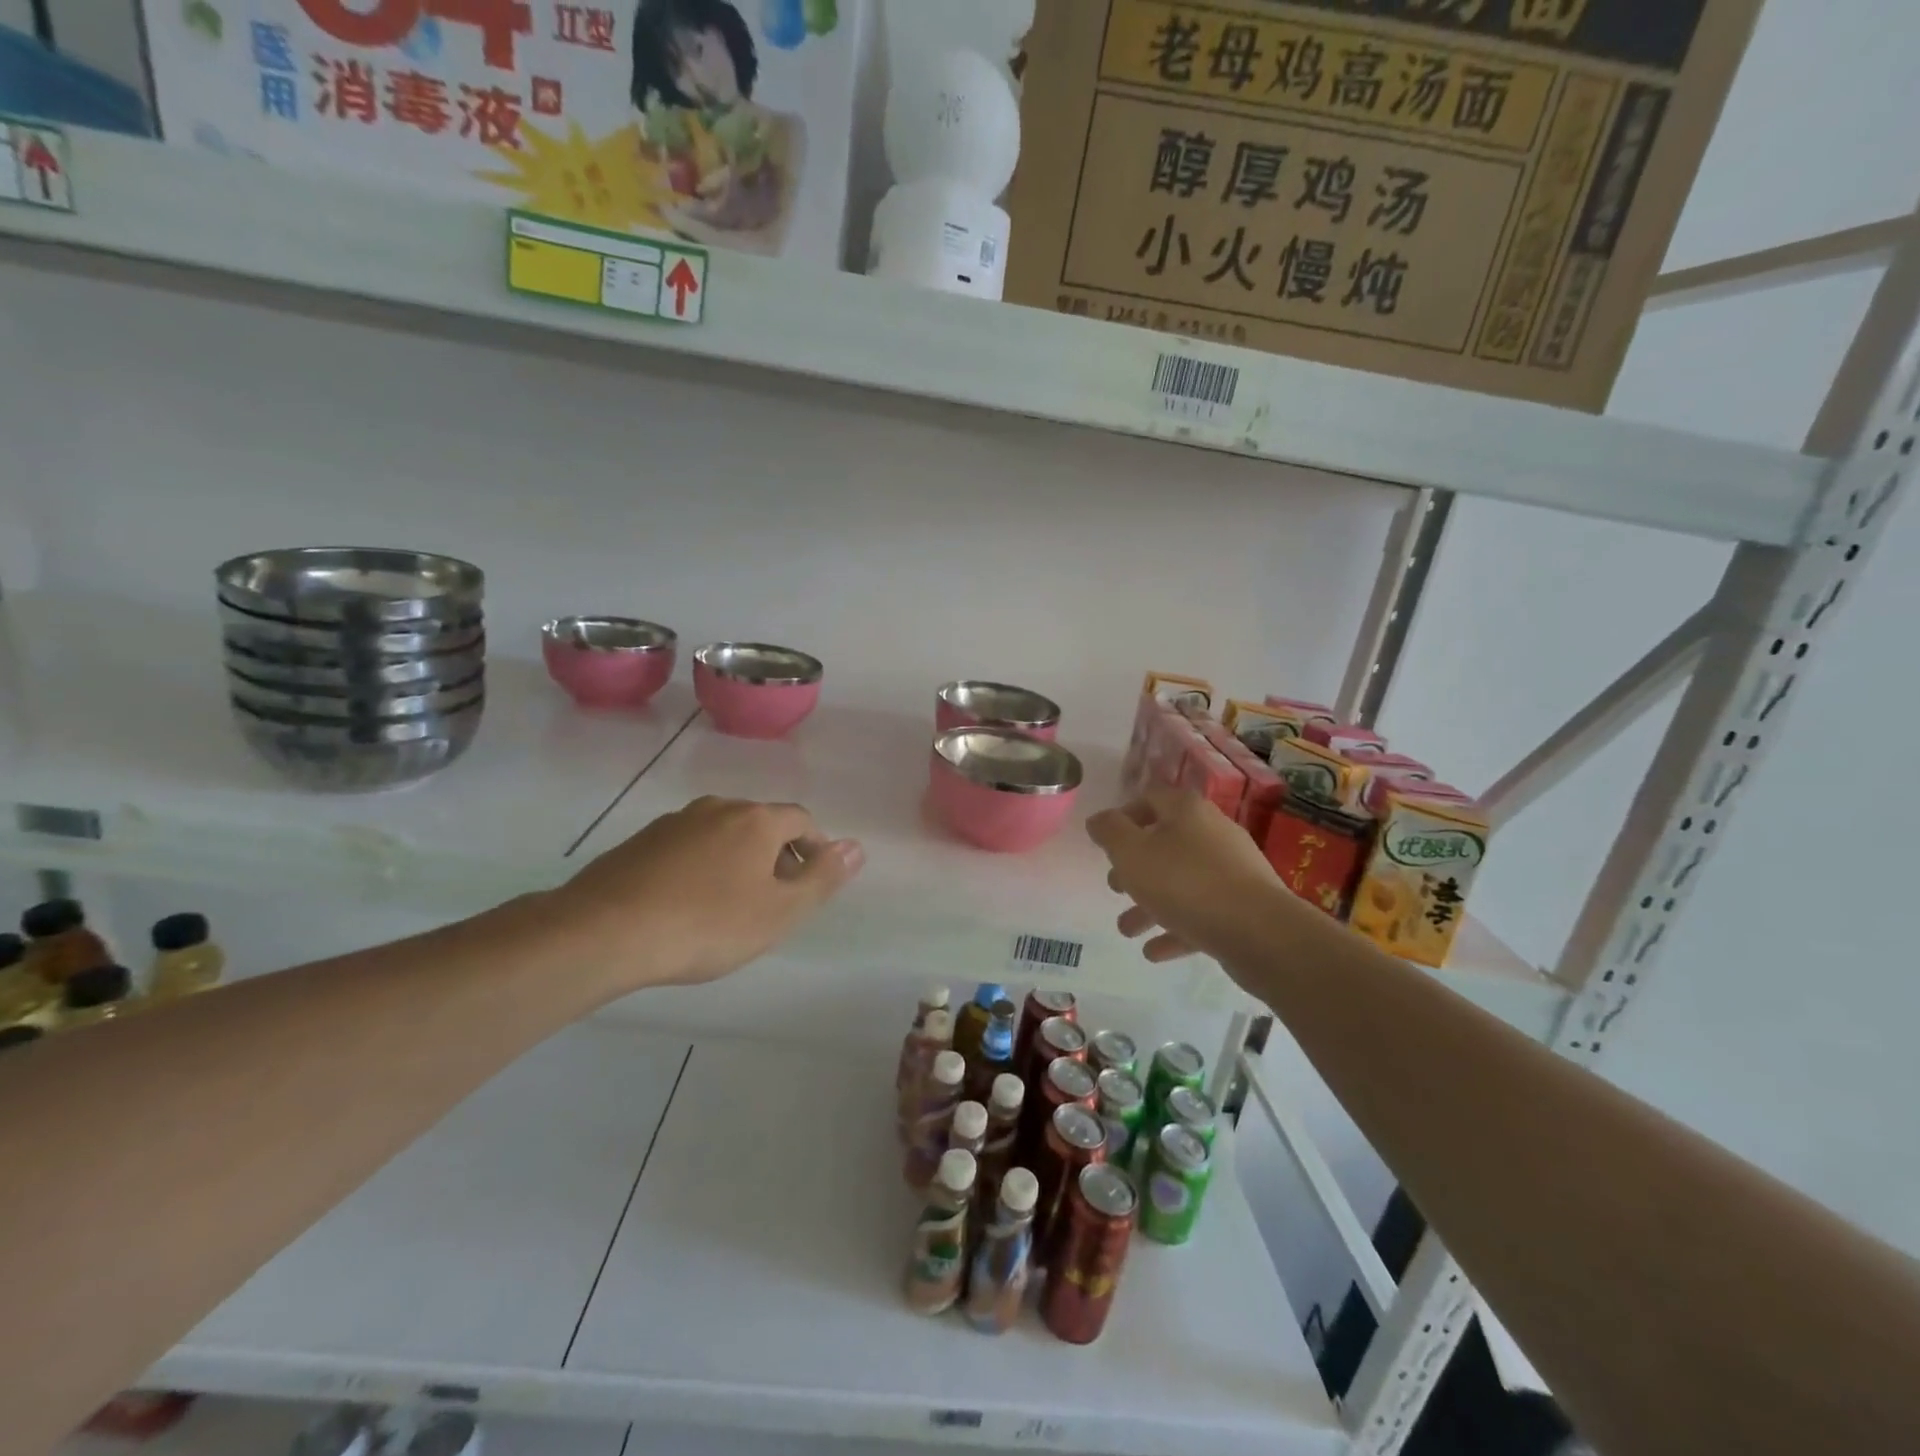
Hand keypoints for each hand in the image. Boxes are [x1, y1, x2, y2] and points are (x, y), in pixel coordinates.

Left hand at [555, 796, 863, 988]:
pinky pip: (687, 847)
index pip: (801, 821)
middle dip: (777, 855)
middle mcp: (718, 808)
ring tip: (731, 905)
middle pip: (762, 824)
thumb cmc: (707, 924)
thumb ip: (822, 878)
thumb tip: (857, 846)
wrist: (604, 932)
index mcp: (756, 820)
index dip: (815, 849)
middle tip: (775, 900)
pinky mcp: (640, 842)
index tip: (811, 884)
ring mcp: (674, 822)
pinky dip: (701, 867)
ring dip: (738, 860)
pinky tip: (688, 904)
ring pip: (722, 834)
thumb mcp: (779, 911)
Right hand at [1086, 783, 1296, 964]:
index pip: (1150, 799)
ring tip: (1127, 929)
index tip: (1105, 843)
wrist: (1259, 931)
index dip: (1124, 817)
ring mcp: (1233, 870)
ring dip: (1151, 904)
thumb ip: (1109, 832)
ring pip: (1182, 882)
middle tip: (1115, 888)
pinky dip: (1176, 928)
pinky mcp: (1245, 906)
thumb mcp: (1131, 853)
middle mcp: (1212, 832)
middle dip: (1135, 868)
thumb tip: (1098, 820)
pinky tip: (1154, 951)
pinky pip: (1202, 912)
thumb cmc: (1184, 882)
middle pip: (1166, 843)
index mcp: (1186, 811)